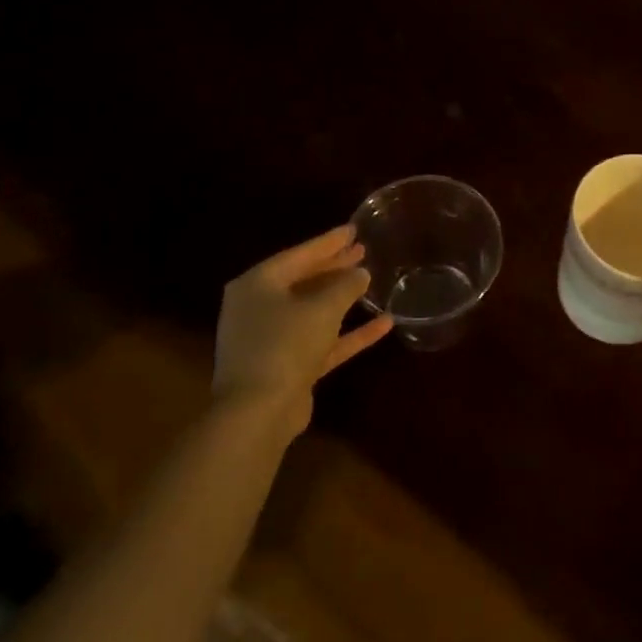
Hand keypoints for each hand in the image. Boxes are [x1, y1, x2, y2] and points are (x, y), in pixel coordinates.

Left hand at [214, 226, 392, 432]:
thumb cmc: (285, 344)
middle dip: (334, 267)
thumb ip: (345, 285)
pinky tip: (384, 324)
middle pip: (303, 280)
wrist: (258, 412)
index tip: (354, 229)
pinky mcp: (287, 367)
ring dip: (341, 299)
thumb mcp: (322, 308)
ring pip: (312, 311)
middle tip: (361, 250)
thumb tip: (361, 273)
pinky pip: (321, 342)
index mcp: (257, 285)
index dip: (329, 242)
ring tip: (370, 280)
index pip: (299, 254)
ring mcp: (271, 340)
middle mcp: (258, 308)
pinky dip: (348, 333)